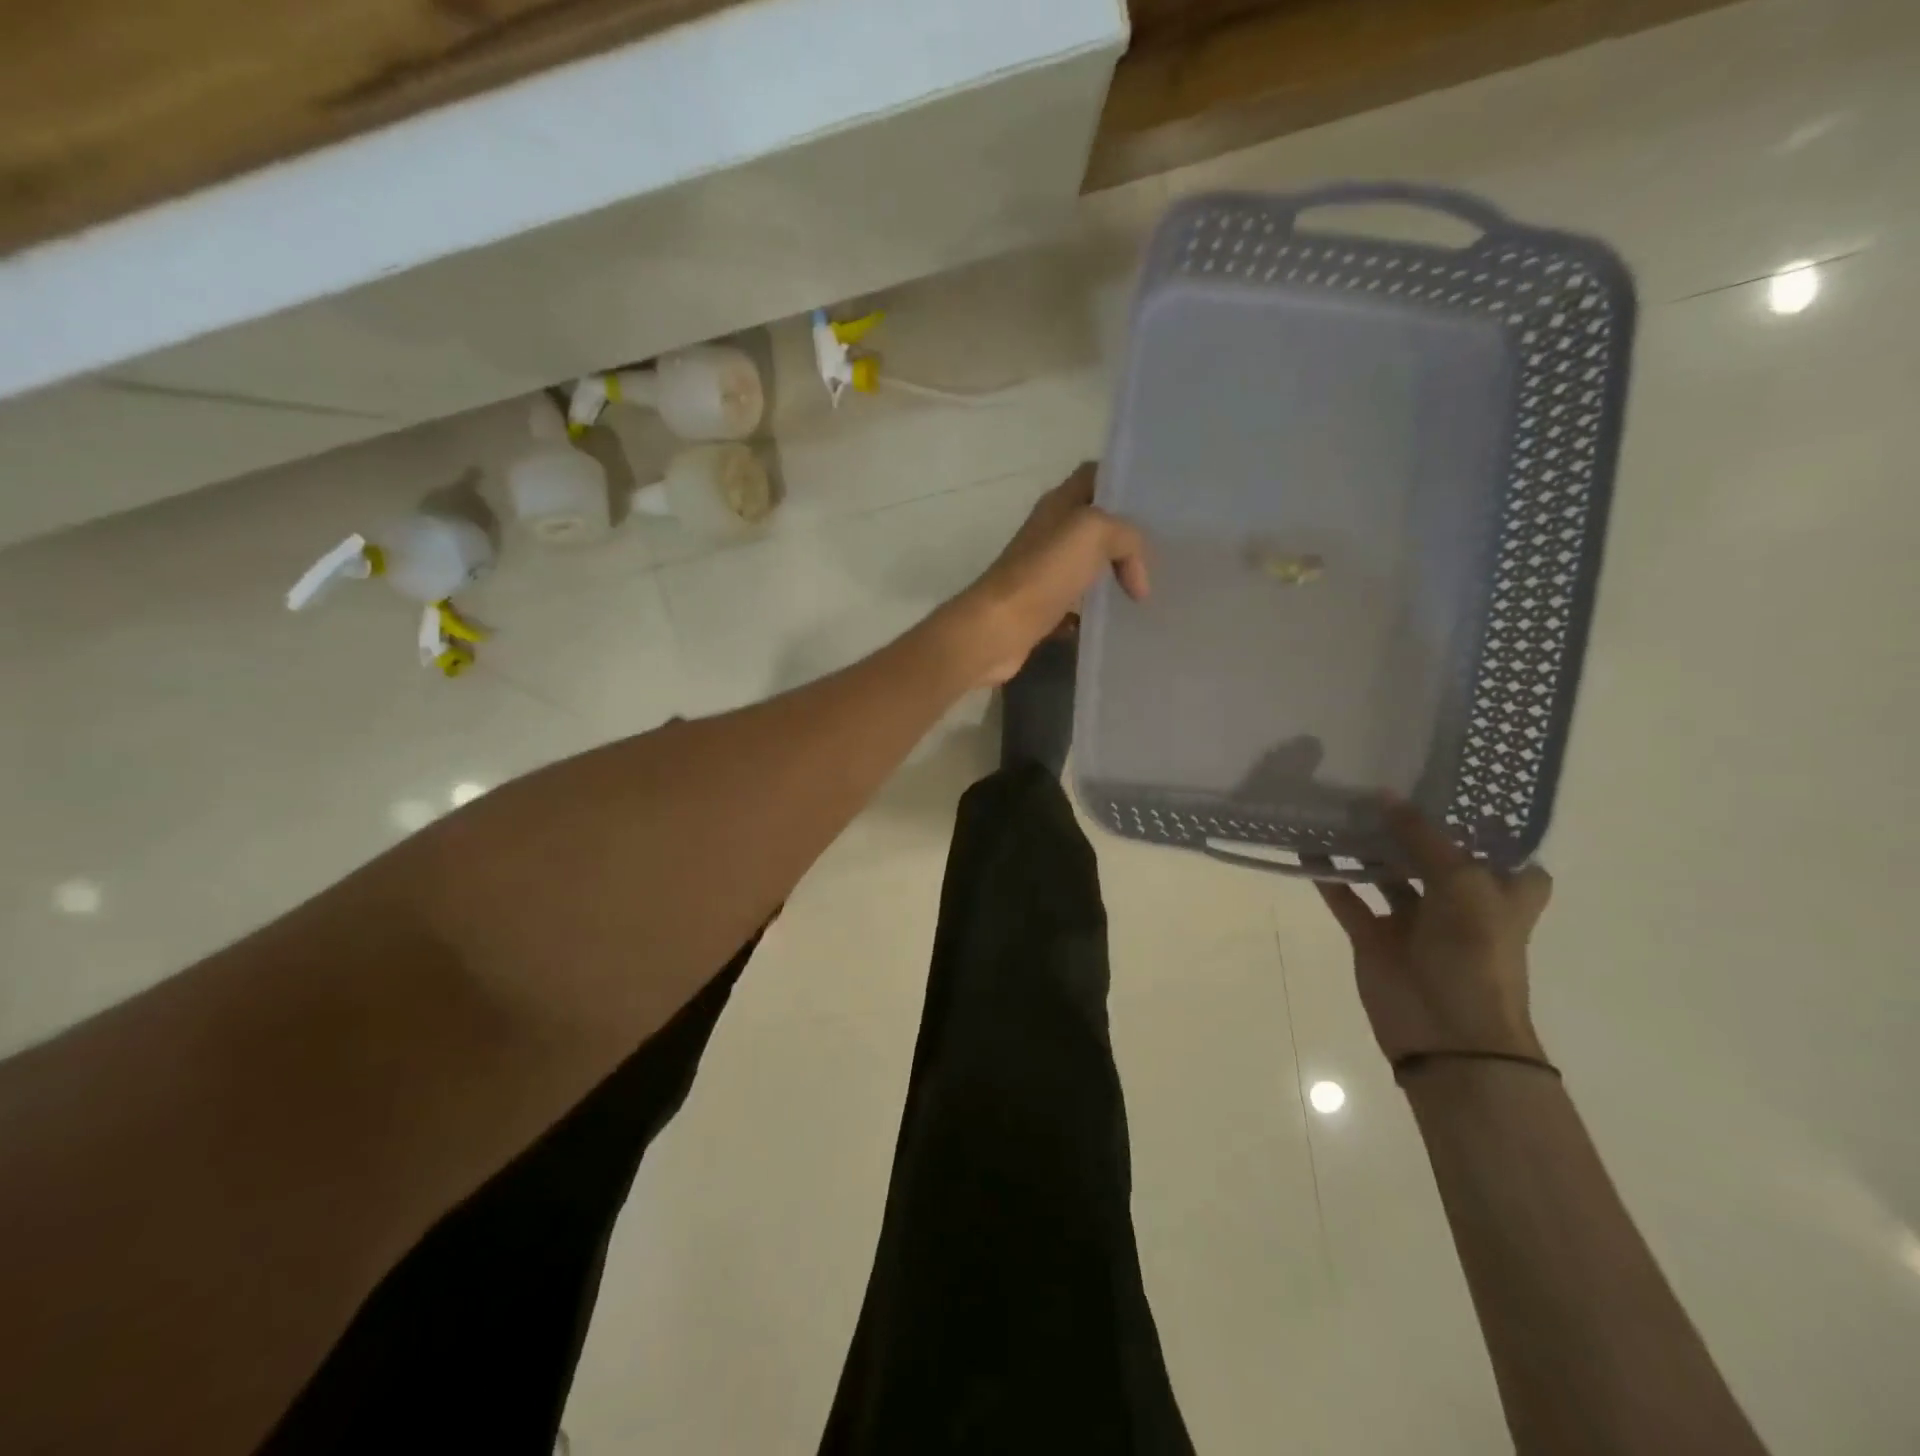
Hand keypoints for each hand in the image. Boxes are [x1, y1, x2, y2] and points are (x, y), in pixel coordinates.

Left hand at [946, 462, 1149, 686]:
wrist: (998, 628)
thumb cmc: (1044, 572)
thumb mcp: (1094, 532)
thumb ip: (1127, 537)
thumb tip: (1138, 576)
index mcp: (1058, 504)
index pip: (1094, 476)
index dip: (1123, 482)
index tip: (1157, 502)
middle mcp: (1049, 533)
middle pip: (1095, 524)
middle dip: (1126, 537)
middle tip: (1162, 553)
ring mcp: (1044, 571)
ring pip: (1088, 565)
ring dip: (1114, 575)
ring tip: (1148, 588)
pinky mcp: (1042, 607)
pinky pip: (1077, 604)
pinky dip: (1095, 611)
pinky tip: (1116, 621)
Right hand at [1316, 804, 1553, 1064]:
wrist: (1447, 1032)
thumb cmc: (1475, 953)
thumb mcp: (1462, 883)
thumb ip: (1423, 838)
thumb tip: (1385, 796)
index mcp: (1499, 891)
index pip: (1497, 848)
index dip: (1477, 820)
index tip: (1448, 785)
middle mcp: (1458, 900)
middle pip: (1430, 854)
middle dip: (1406, 824)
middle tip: (1373, 781)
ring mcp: (1412, 920)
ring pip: (1385, 873)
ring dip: (1364, 846)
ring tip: (1336, 806)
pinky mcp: (1373, 937)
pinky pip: (1347, 899)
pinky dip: (1328, 875)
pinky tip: (1306, 846)